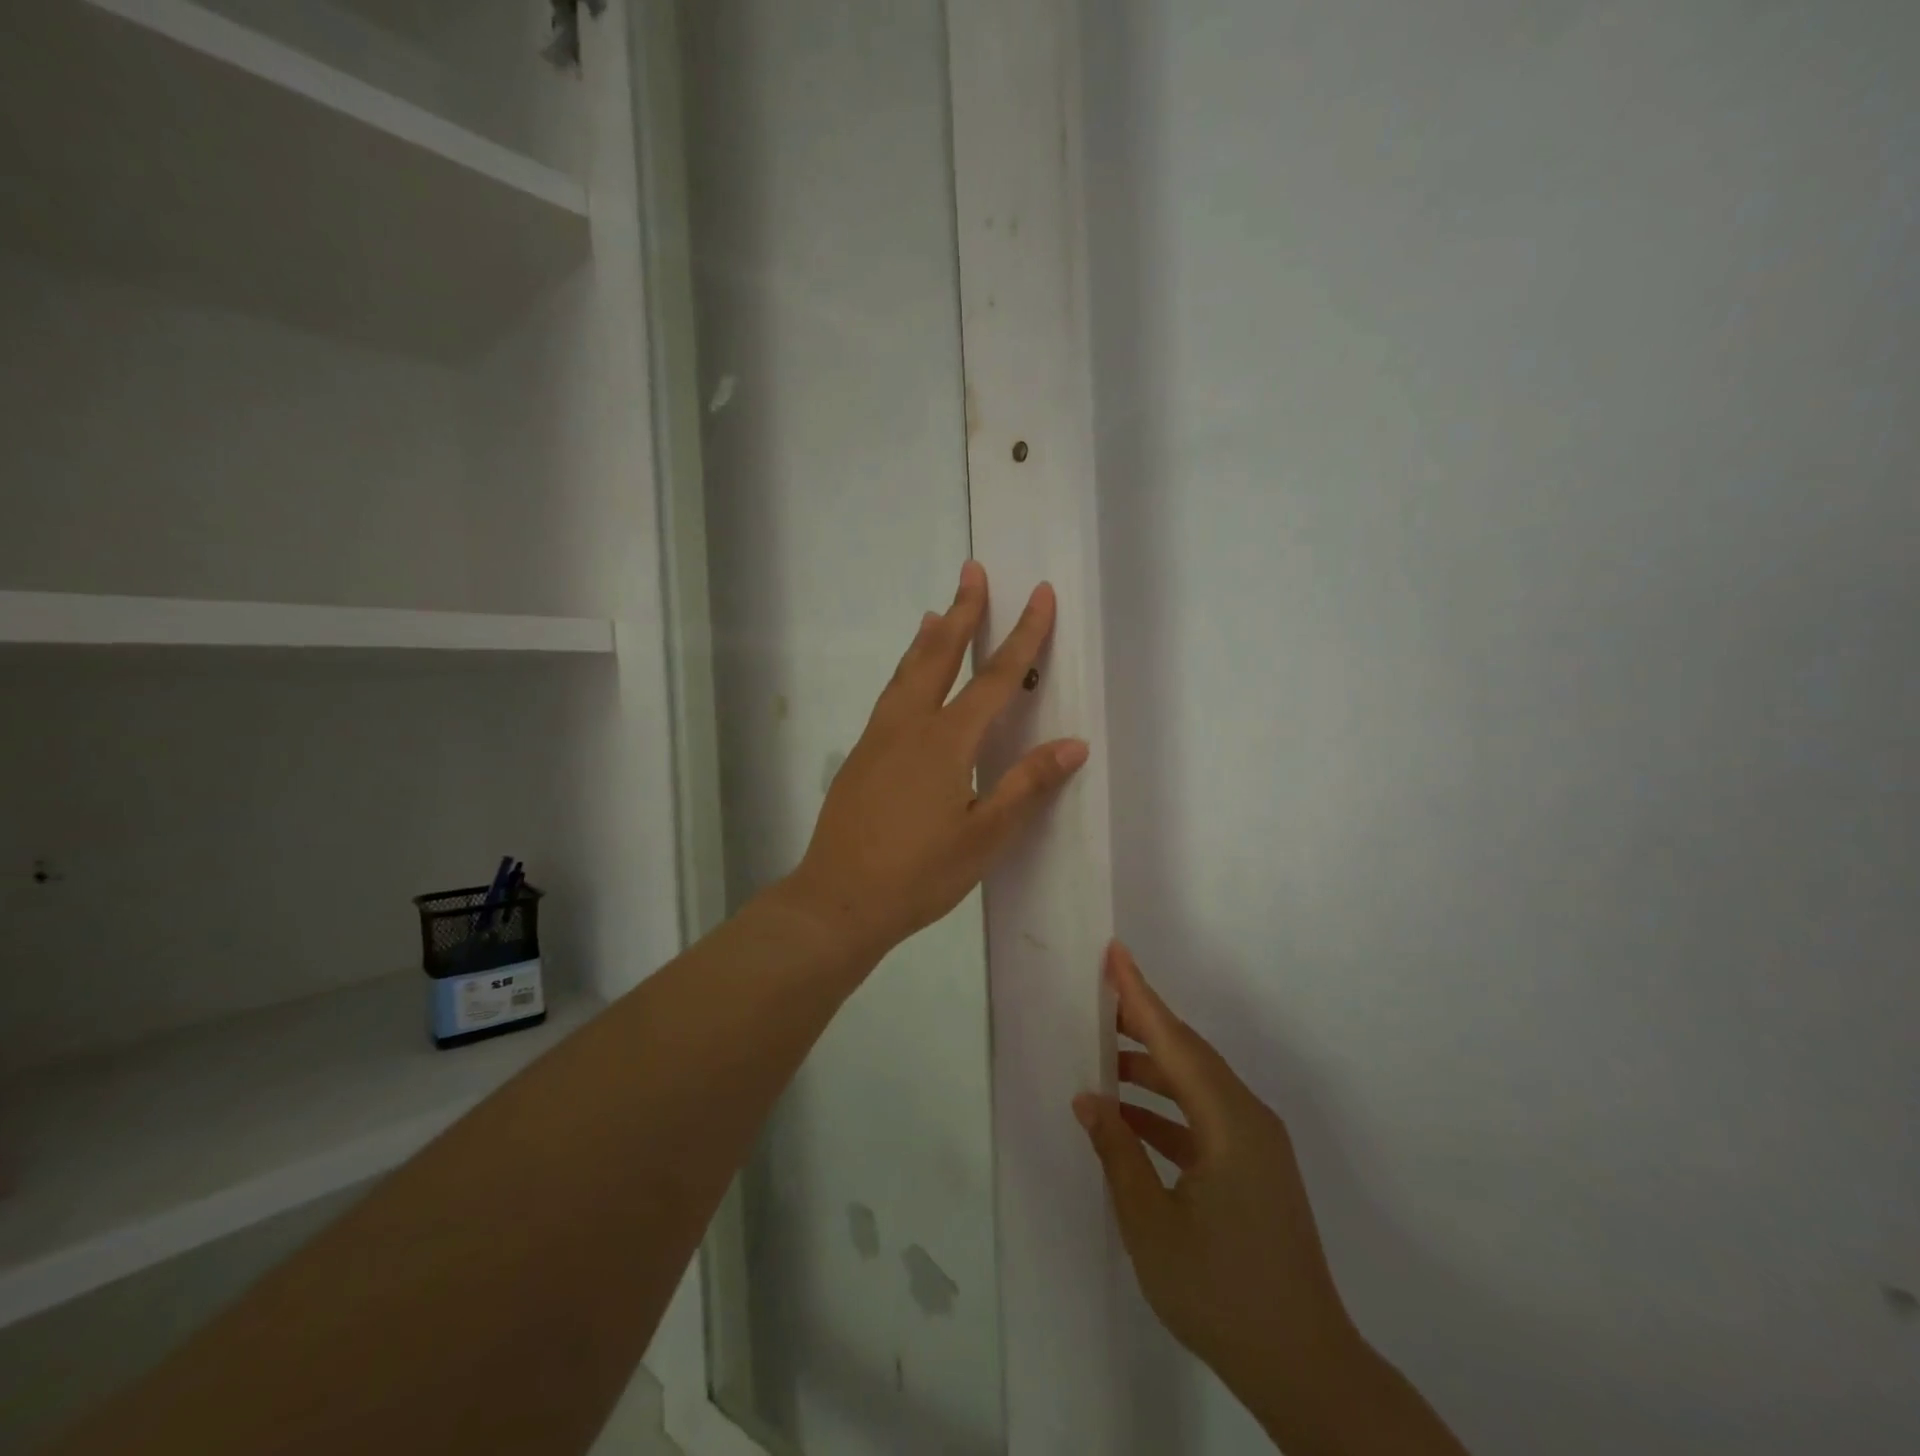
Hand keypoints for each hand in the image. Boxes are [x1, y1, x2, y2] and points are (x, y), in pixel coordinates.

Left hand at [787, 560, 1088, 960]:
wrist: (838, 899)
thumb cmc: (919, 874)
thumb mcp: (984, 837)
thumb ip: (1026, 785)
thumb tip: (1073, 743)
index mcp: (946, 741)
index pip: (995, 677)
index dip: (1023, 635)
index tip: (1040, 595)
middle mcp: (910, 725)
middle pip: (940, 655)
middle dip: (963, 611)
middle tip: (972, 570)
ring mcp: (879, 738)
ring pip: (907, 672)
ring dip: (928, 638)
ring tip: (937, 611)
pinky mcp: (861, 755)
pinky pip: (890, 695)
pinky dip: (906, 670)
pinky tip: (907, 680)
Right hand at [1074, 942, 1358, 1432]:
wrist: (1305, 1368)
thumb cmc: (1221, 1291)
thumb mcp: (1152, 1224)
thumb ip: (1118, 1152)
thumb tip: (1090, 1099)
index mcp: (1229, 1122)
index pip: (1174, 1041)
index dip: (1140, 995)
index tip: (1115, 953)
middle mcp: (1248, 1119)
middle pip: (1189, 1055)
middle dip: (1142, 1025)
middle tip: (1097, 1002)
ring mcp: (1257, 1145)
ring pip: (1196, 1086)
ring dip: (1152, 1072)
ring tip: (1104, 1062)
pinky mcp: (1256, 1169)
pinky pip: (1205, 1118)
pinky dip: (1168, 1111)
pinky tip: (1131, 1120)